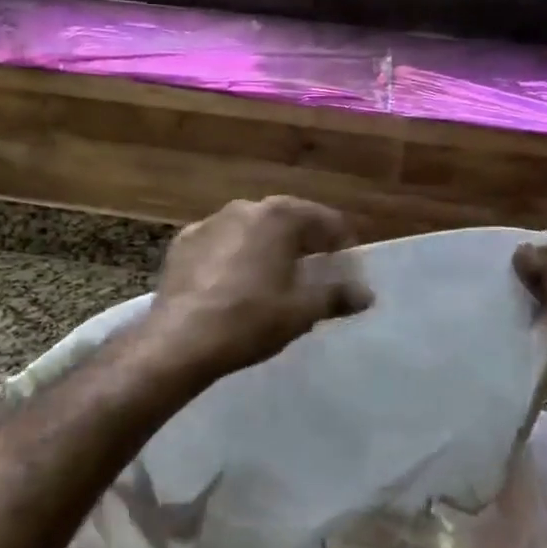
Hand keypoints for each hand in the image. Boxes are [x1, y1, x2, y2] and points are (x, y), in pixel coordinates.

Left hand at [144, 197, 372, 379]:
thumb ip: (337, 296)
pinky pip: (221, 242)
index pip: (324, 219)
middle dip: (305, 240)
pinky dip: (235, 254)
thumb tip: (367, 294)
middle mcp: (244, 208)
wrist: (180, 339)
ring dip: (268, 244)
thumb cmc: (250, 320)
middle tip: (317, 267)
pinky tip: (235, 280)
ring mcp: (209, 222)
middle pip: (287, 218)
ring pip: (251, 228)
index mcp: (279, 217)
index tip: (348, 264)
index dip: (342, 241)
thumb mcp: (301, 311)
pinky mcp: (183, 242)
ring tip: (276, 274)